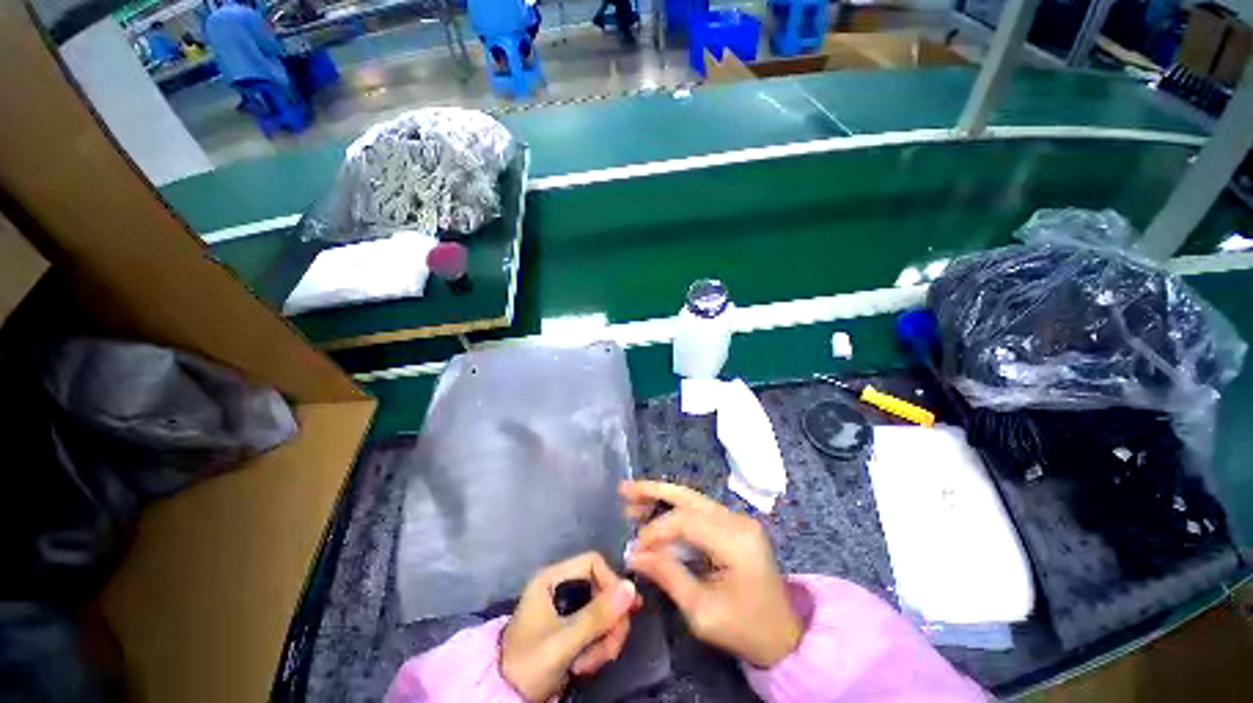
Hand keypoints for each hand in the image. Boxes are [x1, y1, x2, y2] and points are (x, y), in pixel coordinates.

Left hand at [500, 552, 640, 700]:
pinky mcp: (571, 626)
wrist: (504, 697)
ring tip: (591, 665)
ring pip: (603, 609)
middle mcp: (561, 586)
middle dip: (609, 622)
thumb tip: (631, 587)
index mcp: (553, 578)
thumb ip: (596, 616)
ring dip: (605, 638)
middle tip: (608, 652)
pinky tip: (588, 664)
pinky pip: (598, 626)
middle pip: (602, 588)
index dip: (610, 583)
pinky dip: (600, 645)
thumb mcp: (563, 642)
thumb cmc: (529, 664)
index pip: (593, 563)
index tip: (621, 613)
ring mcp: (566, 607)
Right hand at [621, 480, 801, 667]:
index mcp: (736, 542)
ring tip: (631, 496)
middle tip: (624, 489)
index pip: (686, 521)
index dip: (656, 530)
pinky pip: (698, 510)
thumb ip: (668, 576)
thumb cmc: (745, 629)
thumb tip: (634, 554)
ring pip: (692, 499)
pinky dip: (673, 509)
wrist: (782, 635)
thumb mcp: (702, 612)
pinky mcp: (734, 525)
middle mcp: (738, 521)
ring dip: (661, 496)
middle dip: (654, 491)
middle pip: (689, 497)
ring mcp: (738, 519)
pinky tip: (653, 510)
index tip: (634, 547)